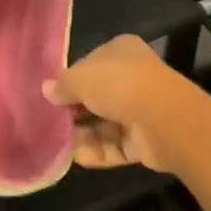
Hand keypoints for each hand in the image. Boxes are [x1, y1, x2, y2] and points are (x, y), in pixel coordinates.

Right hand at [41, 35, 185, 173]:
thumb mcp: (81, 78)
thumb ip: (63, 85)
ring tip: (61, 144)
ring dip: (84, 135)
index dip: (71, 80)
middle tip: (52, 123)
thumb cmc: (118, 85)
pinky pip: (116, 146)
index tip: (53, 97)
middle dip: (76, 111)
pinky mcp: (145, 140)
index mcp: (121, 52)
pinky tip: (78, 158)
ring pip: (105, 123)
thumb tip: (47, 90)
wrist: (163, 119)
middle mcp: (133, 77)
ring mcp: (141, 110)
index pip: (91, 64)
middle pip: (98, 96)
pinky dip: (98, 152)